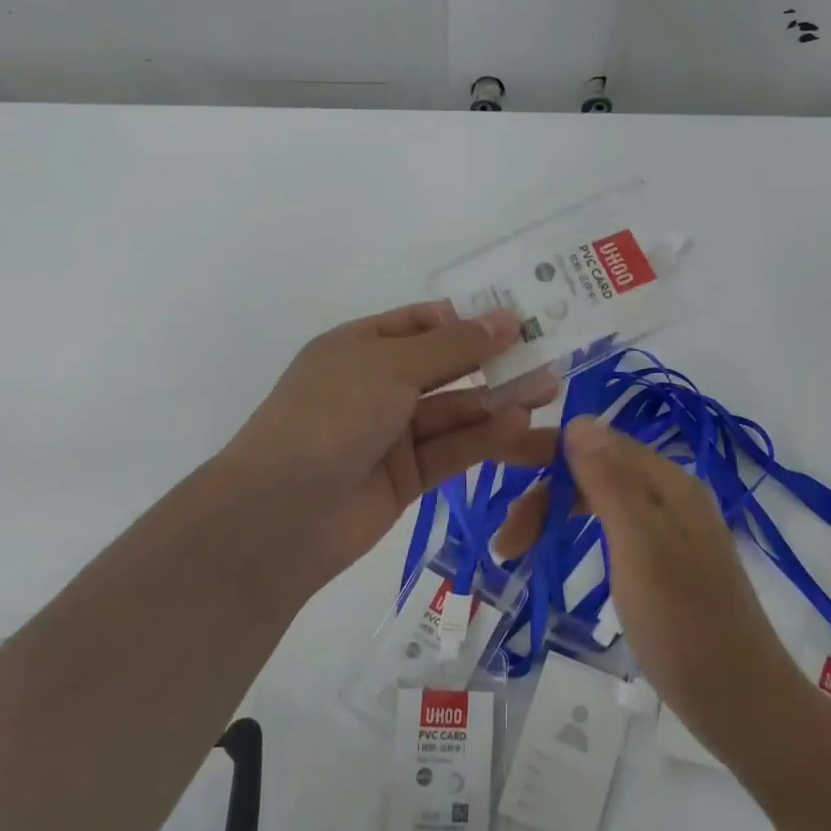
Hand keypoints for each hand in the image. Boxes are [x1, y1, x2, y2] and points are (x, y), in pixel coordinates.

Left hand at [216, 302, 558, 594]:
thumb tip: (507, 316)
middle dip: (494, 361)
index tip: (520, 317)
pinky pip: (452, 449)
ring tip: (549, 390)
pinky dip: (484, 438)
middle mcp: (377, 385)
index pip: (423, 323)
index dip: (469, 319)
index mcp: (360, 346)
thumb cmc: (331, 415)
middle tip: (549, 355)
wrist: (281, 514)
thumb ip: (454, 345)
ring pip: (455, 411)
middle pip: (446, 367)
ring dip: (498, 401)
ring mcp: (391, 433)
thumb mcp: (392, 365)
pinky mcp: (407, 477)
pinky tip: (520, 426)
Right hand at [501, 418, 803, 756]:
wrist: (745, 706)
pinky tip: (563, 555)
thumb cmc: (684, 625)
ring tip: (518, 551)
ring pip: (602, 502)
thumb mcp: (639, 547)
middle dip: (547, 495)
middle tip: (507, 542)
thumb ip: (609, 482)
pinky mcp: (669, 564)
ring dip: (558, 516)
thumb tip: (579, 418)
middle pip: (597, 472)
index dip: (546, 452)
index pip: (597, 442)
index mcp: (668, 482)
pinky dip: (580, 536)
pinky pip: (615, 530)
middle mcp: (672, 496)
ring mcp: (673, 531)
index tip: (499, 472)